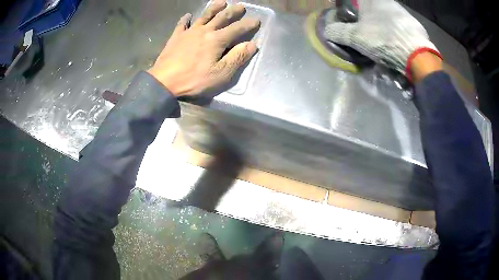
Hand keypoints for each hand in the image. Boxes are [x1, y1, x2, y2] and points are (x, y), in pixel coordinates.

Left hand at [148, 1, 260, 96]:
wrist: (164, 81)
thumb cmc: (194, 79)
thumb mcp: (221, 74)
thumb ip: (237, 58)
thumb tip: (251, 44)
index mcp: (217, 39)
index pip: (237, 28)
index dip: (248, 24)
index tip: (256, 20)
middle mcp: (204, 31)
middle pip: (221, 17)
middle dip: (233, 11)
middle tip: (240, 6)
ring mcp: (188, 32)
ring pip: (204, 16)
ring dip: (214, 8)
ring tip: (221, 2)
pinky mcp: (176, 37)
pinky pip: (182, 24)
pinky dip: (185, 19)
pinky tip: (188, 15)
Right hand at [324, 0, 441, 79]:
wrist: (417, 55)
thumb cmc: (384, 40)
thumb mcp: (356, 38)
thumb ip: (339, 32)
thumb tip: (327, 30)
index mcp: (370, 0)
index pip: (355, 1)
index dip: (350, 8)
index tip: (351, 19)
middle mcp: (387, 1)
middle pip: (372, 6)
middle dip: (367, 16)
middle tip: (365, 30)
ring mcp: (402, 11)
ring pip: (387, 14)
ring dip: (382, 23)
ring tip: (381, 38)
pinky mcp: (413, 23)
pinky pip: (400, 23)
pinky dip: (395, 30)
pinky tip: (396, 42)